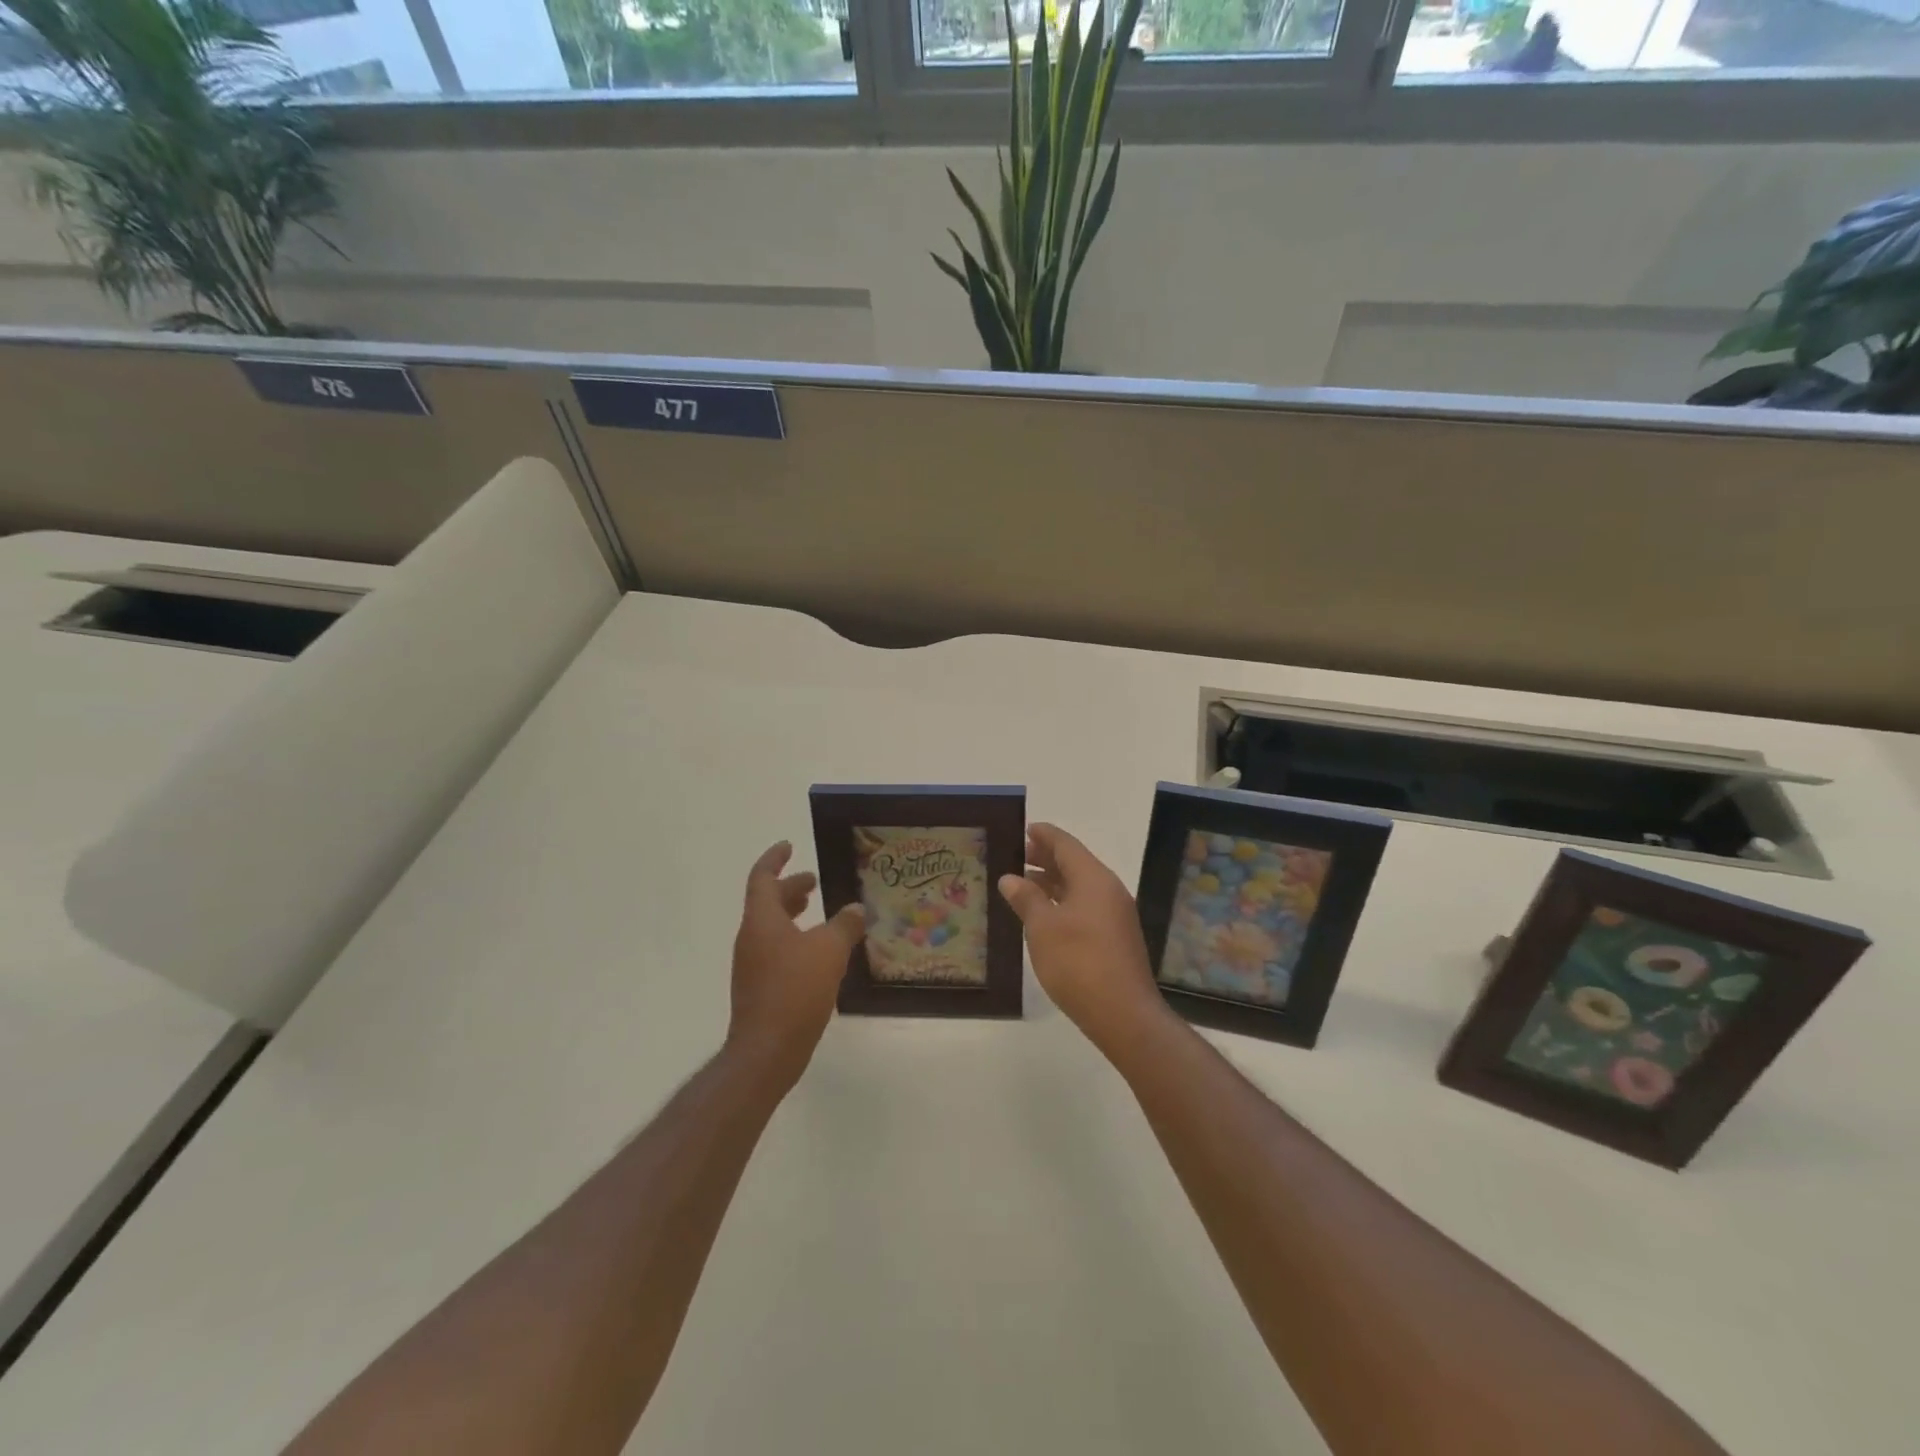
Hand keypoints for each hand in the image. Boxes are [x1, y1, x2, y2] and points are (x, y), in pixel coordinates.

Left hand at [727, 841, 865, 1089]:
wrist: (766, 1051)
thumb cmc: (795, 991)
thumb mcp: (829, 952)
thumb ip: (844, 925)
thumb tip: (856, 909)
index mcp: (762, 920)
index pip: (762, 877)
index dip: (775, 859)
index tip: (789, 846)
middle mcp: (751, 938)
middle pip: (767, 902)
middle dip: (790, 888)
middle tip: (814, 882)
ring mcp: (752, 965)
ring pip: (771, 928)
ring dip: (793, 915)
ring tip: (819, 914)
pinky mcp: (759, 987)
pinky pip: (776, 950)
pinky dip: (795, 940)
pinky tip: (819, 954)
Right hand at [997, 823, 1170, 1057]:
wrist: (1123, 1014)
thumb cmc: (1078, 963)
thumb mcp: (1043, 928)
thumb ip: (1027, 899)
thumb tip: (1011, 878)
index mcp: (1094, 879)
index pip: (1066, 845)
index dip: (1044, 835)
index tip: (1024, 828)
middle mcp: (1108, 890)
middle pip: (1075, 863)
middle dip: (1046, 858)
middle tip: (1017, 855)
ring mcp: (1115, 915)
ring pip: (1080, 887)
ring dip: (1053, 882)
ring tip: (1023, 884)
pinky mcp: (1115, 937)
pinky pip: (1086, 906)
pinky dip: (1063, 902)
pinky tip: (1044, 915)